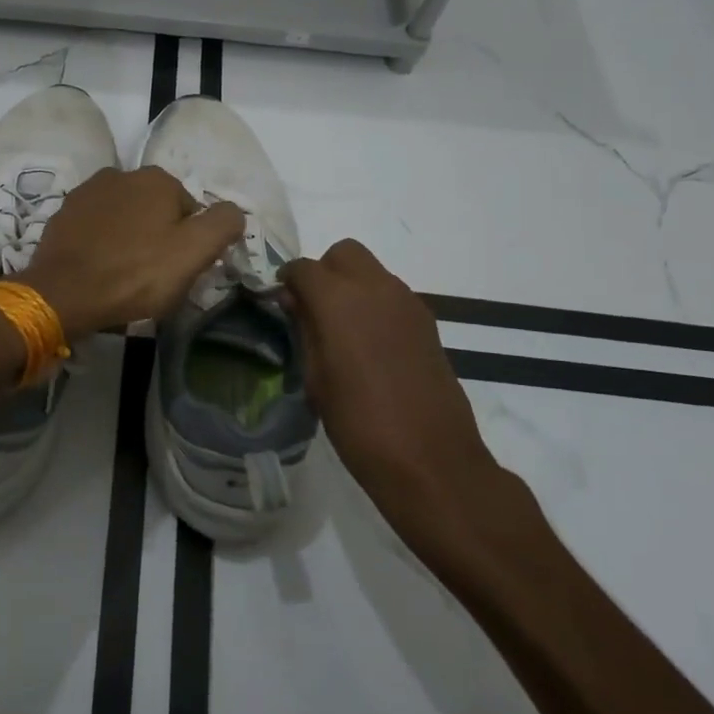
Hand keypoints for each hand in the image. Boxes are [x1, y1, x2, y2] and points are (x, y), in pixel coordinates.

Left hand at [21, 166, 243, 338]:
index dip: (190, 243)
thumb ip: (223, 224)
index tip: (178, 270)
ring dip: (129, 238)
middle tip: (153, 276)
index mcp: (157, 179)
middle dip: (158, 237)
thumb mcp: (194, 252)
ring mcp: (87, 192)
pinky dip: (101, 242)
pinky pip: (95, 227)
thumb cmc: (135, 273)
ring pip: (125, 217)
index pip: (190, 211)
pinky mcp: (63, 213)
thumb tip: (234, 211)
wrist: (63, 292)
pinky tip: (98, 267)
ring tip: (123, 274)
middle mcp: (122, 174)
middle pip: (156, 211)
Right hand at [280, 239, 510, 520]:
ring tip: (341, 329)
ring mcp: (407, 303)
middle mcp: (376, 288)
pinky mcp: (427, 322)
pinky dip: (374, 303)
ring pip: (371, 270)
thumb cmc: (359, 423)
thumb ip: (304, 329)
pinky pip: (392, 294)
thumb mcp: (315, 379)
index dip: (288, 280)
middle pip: (344, 253)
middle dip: (324, 271)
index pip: (304, 267)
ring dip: (351, 286)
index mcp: (340, 300)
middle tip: (314, 308)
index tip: (282, 302)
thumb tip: (295, 301)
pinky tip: (370, 344)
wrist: (431, 460)